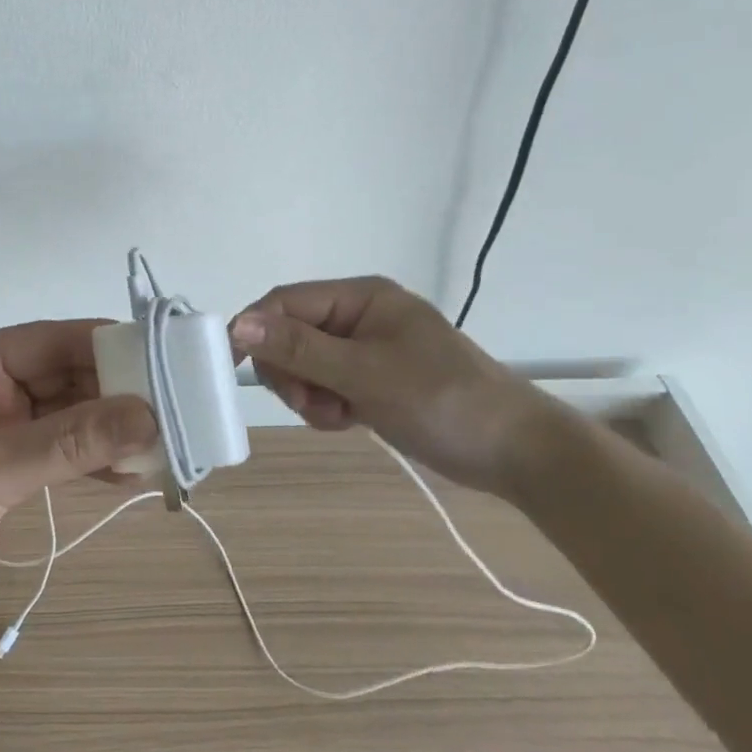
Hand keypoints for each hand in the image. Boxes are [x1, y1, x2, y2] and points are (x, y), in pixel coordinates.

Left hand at [0, 320, 157, 628]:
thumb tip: (148, 416)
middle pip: (63, 375)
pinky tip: (125, 473)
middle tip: (174, 412)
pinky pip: (54, 448)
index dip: (108, 346)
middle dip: (115, 393)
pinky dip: (86, 458)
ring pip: (63, 414)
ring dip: (106, 429)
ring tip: (160, 447)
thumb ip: (70, 442)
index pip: (52, 340)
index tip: (165, 360)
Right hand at [229, 278, 569, 496]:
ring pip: (302, 364)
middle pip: (289, 334)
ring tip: (337, 417)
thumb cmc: (443, 400)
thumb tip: (238, 324)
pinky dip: (325, 405)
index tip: (231, 366)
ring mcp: (363, 349)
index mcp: (360, 297)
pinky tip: (347, 422)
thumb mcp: (366, 373)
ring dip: (308, 394)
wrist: (519, 454)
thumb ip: (300, 348)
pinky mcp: (369, 380)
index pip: (285, 302)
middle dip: (290, 371)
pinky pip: (323, 385)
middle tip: (310, 404)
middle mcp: (357, 315)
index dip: (255, 329)